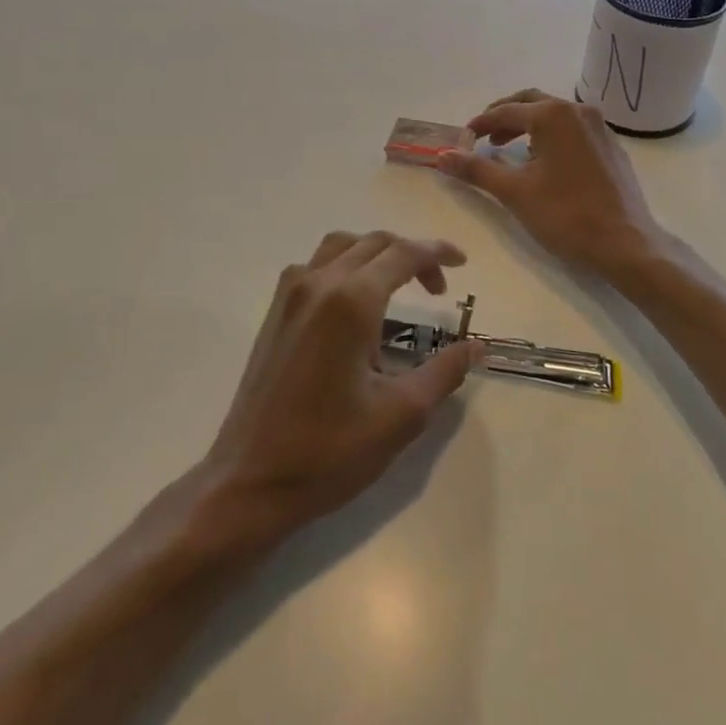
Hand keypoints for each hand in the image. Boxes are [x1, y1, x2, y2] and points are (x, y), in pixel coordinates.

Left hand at [202, 231, 477, 536]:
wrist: (250, 481)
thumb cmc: (330, 450)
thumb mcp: (402, 415)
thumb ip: (445, 371)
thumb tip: (476, 346)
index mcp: (351, 301)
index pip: (404, 254)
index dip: (438, 253)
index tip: (462, 263)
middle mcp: (318, 284)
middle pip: (373, 243)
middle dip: (412, 255)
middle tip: (437, 289)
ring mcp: (290, 296)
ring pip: (341, 246)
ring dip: (375, 254)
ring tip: (398, 286)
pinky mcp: (275, 313)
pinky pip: (315, 266)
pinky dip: (345, 265)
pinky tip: (355, 306)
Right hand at [438, 90, 662, 280]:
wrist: (625, 244)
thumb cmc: (566, 215)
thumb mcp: (514, 192)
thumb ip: (477, 170)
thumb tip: (443, 155)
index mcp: (554, 116)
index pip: (506, 111)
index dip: (481, 124)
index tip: (463, 138)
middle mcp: (579, 112)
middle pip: (532, 103)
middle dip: (505, 117)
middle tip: (484, 137)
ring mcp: (600, 128)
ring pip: (555, 116)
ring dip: (528, 126)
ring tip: (507, 150)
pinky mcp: (611, 147)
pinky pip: (573, 131)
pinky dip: (551, 137)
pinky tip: (543, 162)